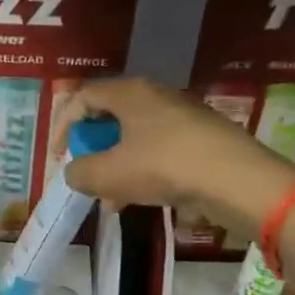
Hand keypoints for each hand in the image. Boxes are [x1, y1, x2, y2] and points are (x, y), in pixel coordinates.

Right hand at [56, 76, 294, 220]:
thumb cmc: (164, 167)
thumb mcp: (108, 175)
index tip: (58, 156)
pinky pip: (158, 151)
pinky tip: (140, 201)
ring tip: (110, 200)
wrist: (236, 179)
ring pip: (135, 138)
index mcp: (130, 93)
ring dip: (116, 167)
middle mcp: (156, 96)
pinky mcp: (200, 139)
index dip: (63, 125)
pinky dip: (142, 172)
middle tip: (86, 175)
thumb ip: (80, 172)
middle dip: (93, 150)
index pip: (84, 97)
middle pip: (111, 117)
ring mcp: (182, 117)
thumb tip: (75, 172)